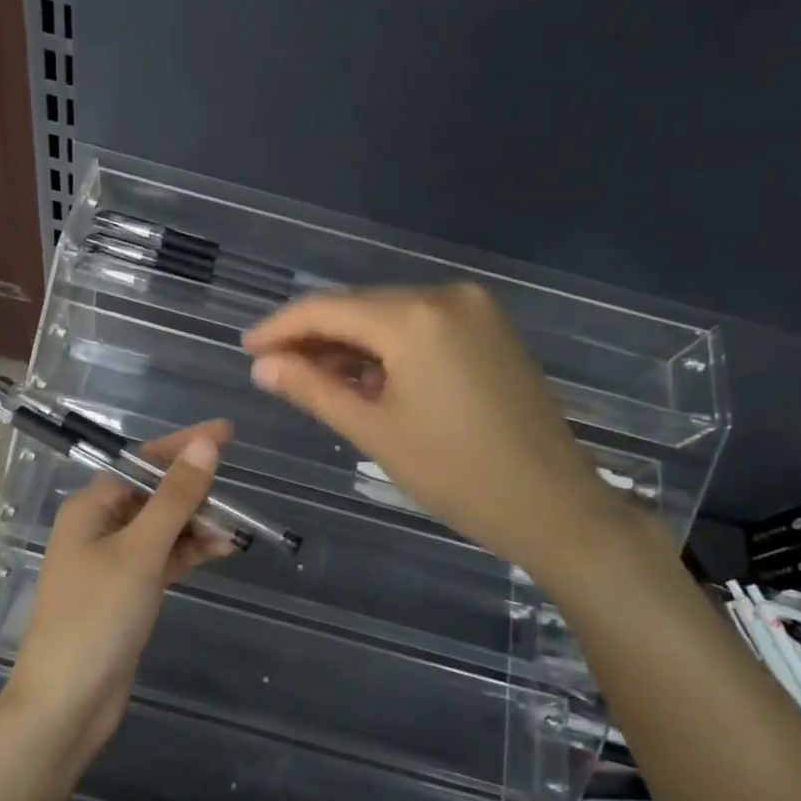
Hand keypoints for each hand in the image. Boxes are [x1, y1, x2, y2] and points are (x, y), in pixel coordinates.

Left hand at [5, 421, 235, 766]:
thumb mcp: (140, 551)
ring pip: (163, 527)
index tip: (227, 432)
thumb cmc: (97, 617)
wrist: (68, 702)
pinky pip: (164, 557)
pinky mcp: (128, 591)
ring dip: (197, 525)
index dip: (185, 446)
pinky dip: (190, 552)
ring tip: (235, 532)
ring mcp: (113, 561)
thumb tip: (205, 444)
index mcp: (92, 507)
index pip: (143, 463)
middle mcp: (100, 527)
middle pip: (155, 494)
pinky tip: (220, 551)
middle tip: (237, 502)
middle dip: (195, 494)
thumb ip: (175, 497)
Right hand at [242, 284, 625, 577]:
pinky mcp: (490, 327)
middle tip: (272, 368)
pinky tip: (362, 375)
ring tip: (311, 376)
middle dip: (312, 335)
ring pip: (388, 314)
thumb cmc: (456, 475)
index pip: (328, 309)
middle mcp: (446, 296)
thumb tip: (262, 365)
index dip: (280, 327)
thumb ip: (313, 389)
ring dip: (348, 341)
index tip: (246, 349)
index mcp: (416, 319)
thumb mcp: (374, 432)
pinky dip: (386, 346)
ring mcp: (474, 308)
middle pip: (358, 306)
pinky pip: (420, 324)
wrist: (553, 504)